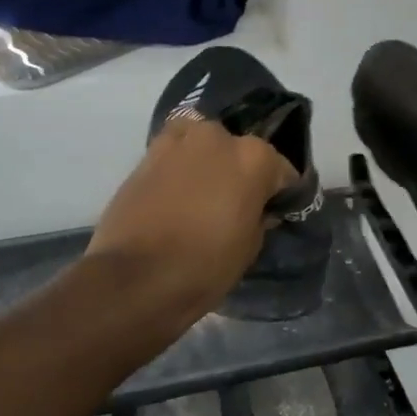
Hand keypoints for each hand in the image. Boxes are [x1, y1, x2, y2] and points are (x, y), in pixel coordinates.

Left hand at [86, 118, 294, 322]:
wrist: (135, 278)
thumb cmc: (205, 266)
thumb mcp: (250, 247)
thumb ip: (258, 216)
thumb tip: (255, 209)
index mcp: (255, 157)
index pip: (281, 170)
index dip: (280, 193)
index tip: (274, 210)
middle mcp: (218, 137)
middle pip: (239, 150)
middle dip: (240, 172)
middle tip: (234, 203)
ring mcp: (178, 142)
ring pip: (203, 145)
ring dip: (207, 163)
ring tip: (202, 194)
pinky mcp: (145, 155)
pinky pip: (173, 155)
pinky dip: (178, 168)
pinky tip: (176, 194)